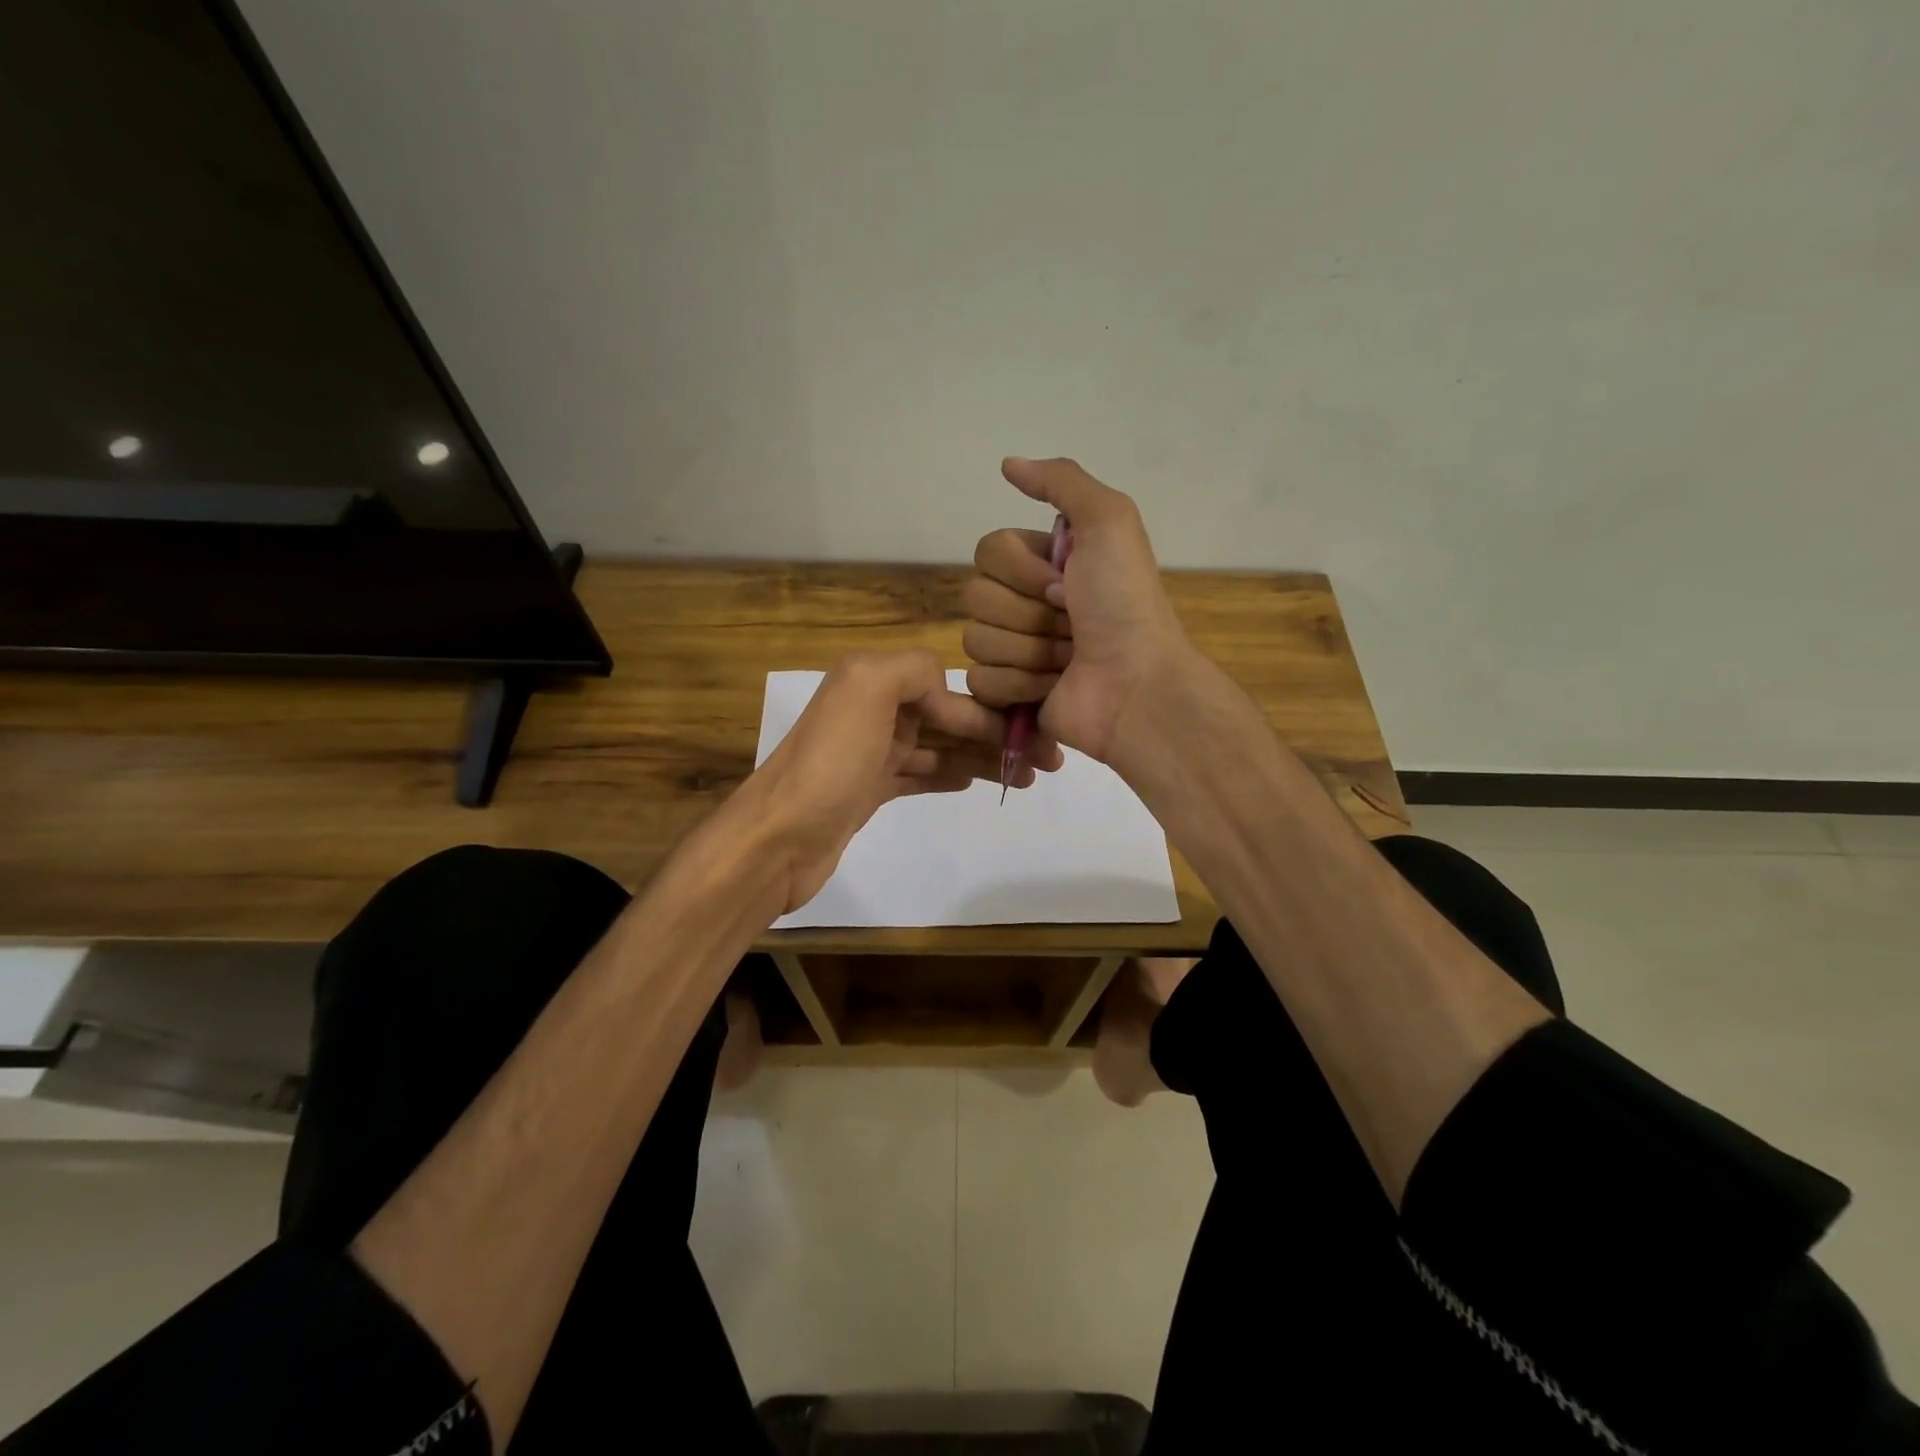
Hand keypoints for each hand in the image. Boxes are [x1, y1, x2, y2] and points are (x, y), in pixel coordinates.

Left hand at [738, 649, 1059, 911]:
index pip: (946, 685)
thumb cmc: (829, 765)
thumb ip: (912, 669)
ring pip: (939, 747)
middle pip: (947, 717)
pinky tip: (976, 782)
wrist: (777, 840)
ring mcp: (870, 752)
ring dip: (981, 757)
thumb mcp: (868, 690)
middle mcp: (871, 709)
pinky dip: (949, 775)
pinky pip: (920, 774)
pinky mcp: (868, 790)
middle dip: (995, 734)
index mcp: (872, 679)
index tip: (1032, 733)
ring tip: (1025, 777)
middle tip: (1046, 761)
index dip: (990, 708)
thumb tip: (947, 687)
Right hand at [964, 458, 1193, 762]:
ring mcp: (1013, 650)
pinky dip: (1019, 685)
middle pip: (976, 597)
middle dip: (1028, 614)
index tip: (1066, 584)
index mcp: (1041, 563)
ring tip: (1067, 659)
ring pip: (976, 639)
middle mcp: (1023, 603)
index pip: (987, 552)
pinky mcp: (1007, 694)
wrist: (1136, 683)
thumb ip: (1062, 481)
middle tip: (1071, 624)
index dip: (1022, 570)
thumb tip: (1008, 463)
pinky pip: (980, 680)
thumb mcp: (1109, 522)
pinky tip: (1052, 687)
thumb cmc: (1124, 603)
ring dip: (1030, 651)